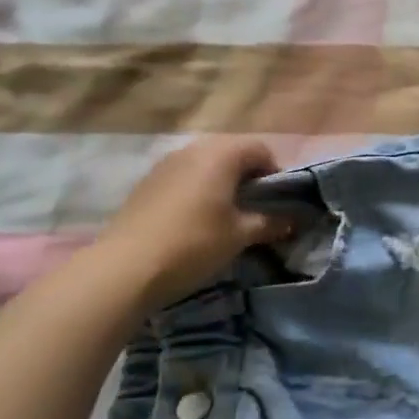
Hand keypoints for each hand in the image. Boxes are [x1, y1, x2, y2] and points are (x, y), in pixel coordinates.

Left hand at [95, 137, 292, 311]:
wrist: (124, 269)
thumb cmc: (193, 244)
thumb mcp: (240, 235)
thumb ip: (271, 222)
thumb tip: (294, 219)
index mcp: (221, 154)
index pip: (261, 149)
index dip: (276, 173)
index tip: (278, 202)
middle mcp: (194, 149)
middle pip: (232, 152)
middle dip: (248, 176)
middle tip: (255, 207)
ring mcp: (166, 164)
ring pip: (206, 163)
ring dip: (222, 182)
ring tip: (226, 214)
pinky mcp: (146, 183)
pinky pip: (184, 176)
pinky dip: (197, 189)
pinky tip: (195, 219)